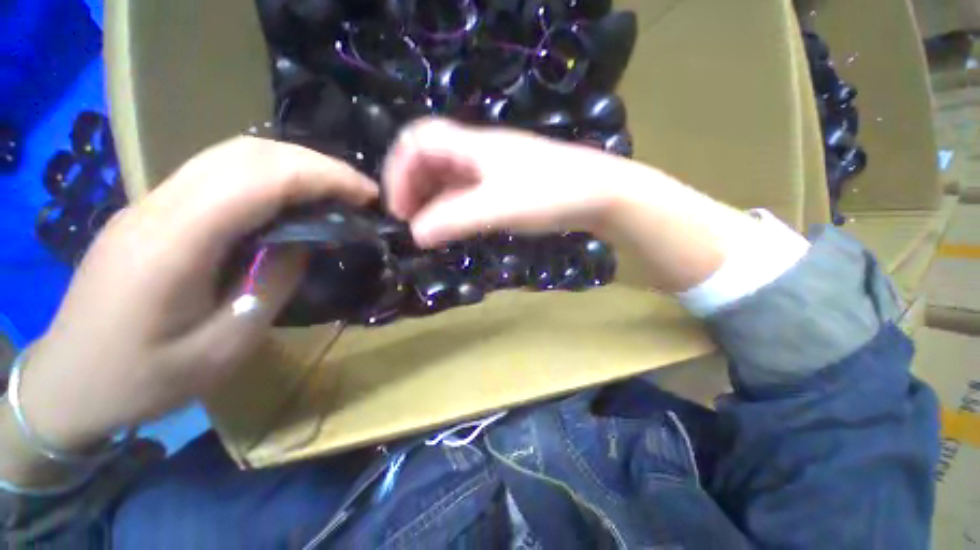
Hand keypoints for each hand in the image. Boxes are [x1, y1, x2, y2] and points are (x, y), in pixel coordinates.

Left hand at [20, 137, 376, 450]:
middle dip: (316, 164)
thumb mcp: (223, 347)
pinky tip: (290, 200)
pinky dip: (268, 177)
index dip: (323, 177)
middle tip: (360, 191)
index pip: (261, 178)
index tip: (367, 194)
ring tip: (335, 192)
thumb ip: (270, 284)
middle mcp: (160, 206)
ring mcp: (151, 203)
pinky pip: (219, 175)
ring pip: (232, 156)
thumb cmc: (141, 380)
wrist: (66, 385)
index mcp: (175, 242)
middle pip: (247, 153)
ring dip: (294, 166)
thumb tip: (304, 240)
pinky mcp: (154, 212)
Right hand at [384, 118, 756, 291]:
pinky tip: (456, 224)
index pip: (415, 141)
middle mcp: (477, 150)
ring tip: (430, 229)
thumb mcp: (497, 208)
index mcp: (471, 145)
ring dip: (432, 199)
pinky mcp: (505, 182)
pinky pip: (467, 189)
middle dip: (412, 188)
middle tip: (412, 223)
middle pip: (428, 158)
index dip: (398, 172)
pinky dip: (453, 205)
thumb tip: (416, 235)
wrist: (599, 193)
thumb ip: (454, 220)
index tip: (398, 210)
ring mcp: (492, 166)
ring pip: (448, 176)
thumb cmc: (550, 194)